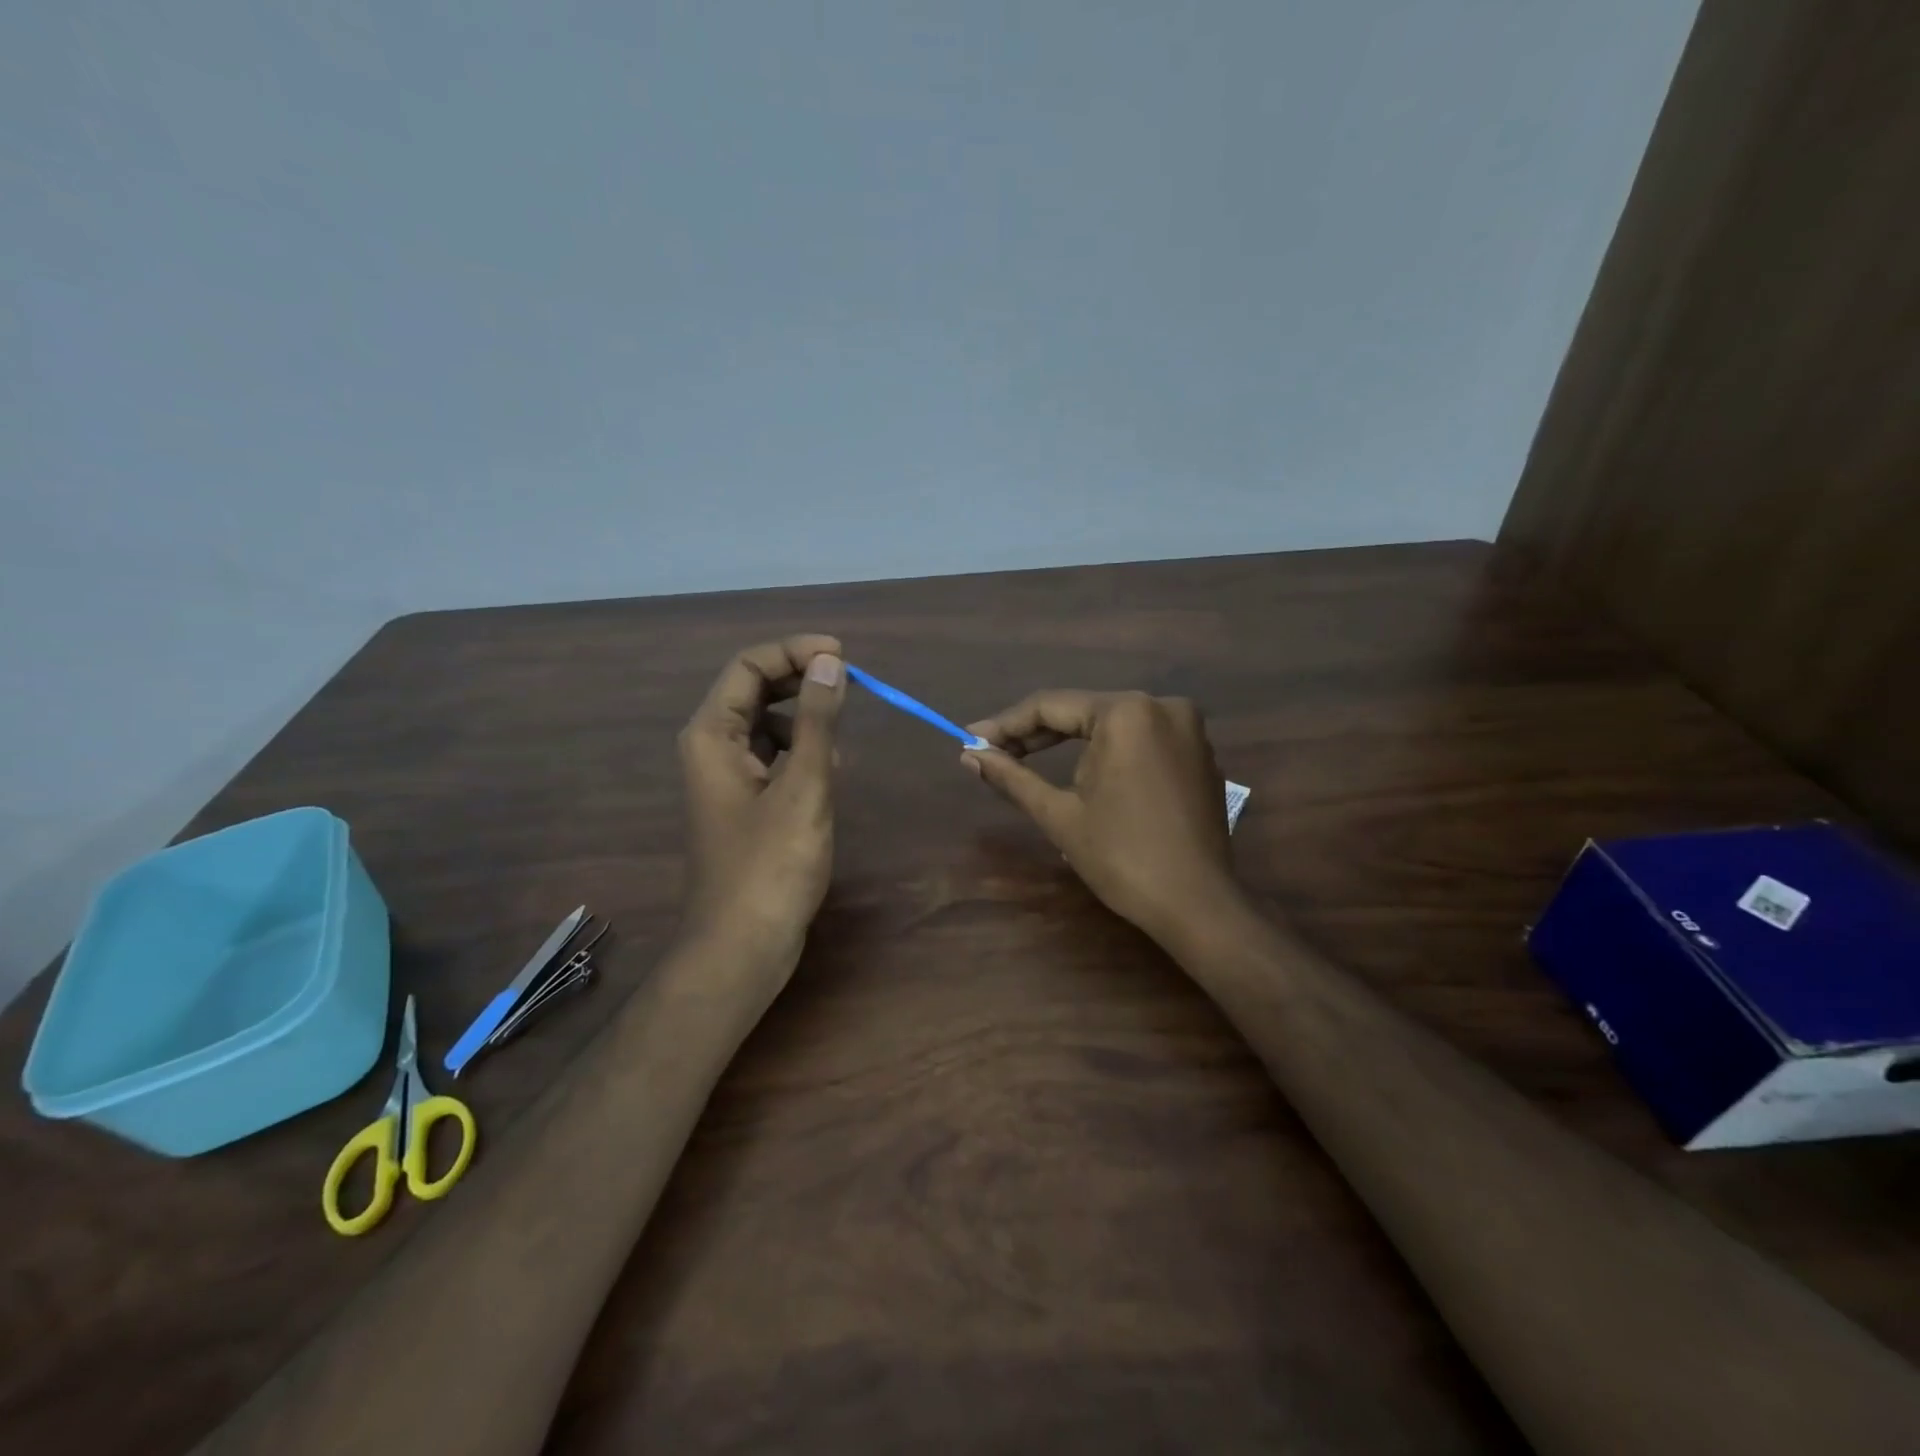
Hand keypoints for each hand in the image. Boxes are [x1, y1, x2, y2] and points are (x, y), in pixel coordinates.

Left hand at [678, 635, 845, 969]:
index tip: (843, 656)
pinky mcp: (746, 803)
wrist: (743, 945)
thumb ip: (817, 721)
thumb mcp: (803, 786)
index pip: (749, 666)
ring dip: (804, 718)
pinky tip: (828, 771)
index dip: (794, 651)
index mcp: (713, 734)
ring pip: (767, 724)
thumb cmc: (771, 865)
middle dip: (801, 679)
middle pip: (755, 689)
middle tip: (850, 682)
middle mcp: (712, 747)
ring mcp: (728, 777)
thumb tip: (830, 662)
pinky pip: (774, 757)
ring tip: (840, 735)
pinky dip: (802, 752)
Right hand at [962, 691, 1238, 945]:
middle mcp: (1162, 706)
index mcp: (1127, 712)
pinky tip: (1083, 774)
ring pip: (1111, 725)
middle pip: (1082, 712)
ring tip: (1027, 762)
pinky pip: (1140, 741)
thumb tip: (969, 756)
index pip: (1051, 707)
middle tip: (991, 753)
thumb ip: (1012, 777)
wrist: (1197, 905)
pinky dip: (1107, 753)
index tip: (970, 742)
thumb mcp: (1059, 814)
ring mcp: (1188, 729)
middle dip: (1035, 735)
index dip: (1005, 725)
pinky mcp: (1199, 754)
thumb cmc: (1122, 858)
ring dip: (1069, 744)